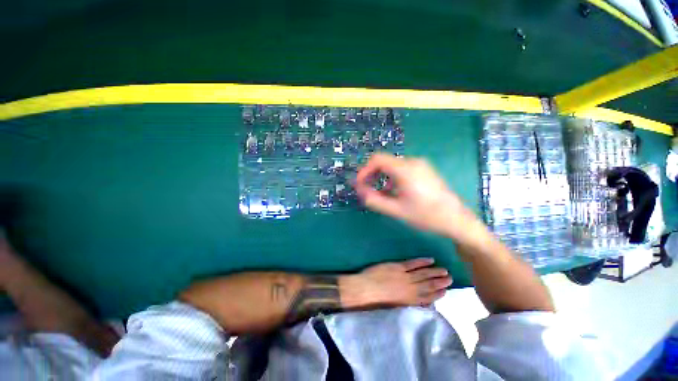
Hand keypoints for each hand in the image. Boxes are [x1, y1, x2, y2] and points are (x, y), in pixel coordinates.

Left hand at [340, 258, 451, 307]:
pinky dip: (422, 262)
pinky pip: (413, 264)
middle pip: (428, 285)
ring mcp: (405, 276)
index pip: (427, 298)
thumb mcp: (394, 307)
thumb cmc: (376, 302)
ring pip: (423, 274)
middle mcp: (410, 289)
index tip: (445, 291)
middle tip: (450, 279)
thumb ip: (406, 303)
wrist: (364, 289)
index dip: (437, 294)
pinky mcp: (398, 267)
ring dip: (435, 272)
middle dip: (440, 282)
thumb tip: (416, 301)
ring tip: (444, 270)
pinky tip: (430, 260)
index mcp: (409, 301)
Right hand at [355, 153, 477, 238]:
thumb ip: (374, 200)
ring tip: (380, 194)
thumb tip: (360, 190)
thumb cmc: (425, 215)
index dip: (364, 170)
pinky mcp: (424, 170)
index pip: (377, 159)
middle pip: (385, 162)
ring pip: (393, 166)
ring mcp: (420, 165)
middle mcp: (412, 162)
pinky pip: (402, 169)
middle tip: (367, 189)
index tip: (359, 184)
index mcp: (405, 169)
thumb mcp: (395, 210)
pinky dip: (393, 178)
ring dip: (382, 177)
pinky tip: (394, 192)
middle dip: (372, 175)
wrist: (456, 219)